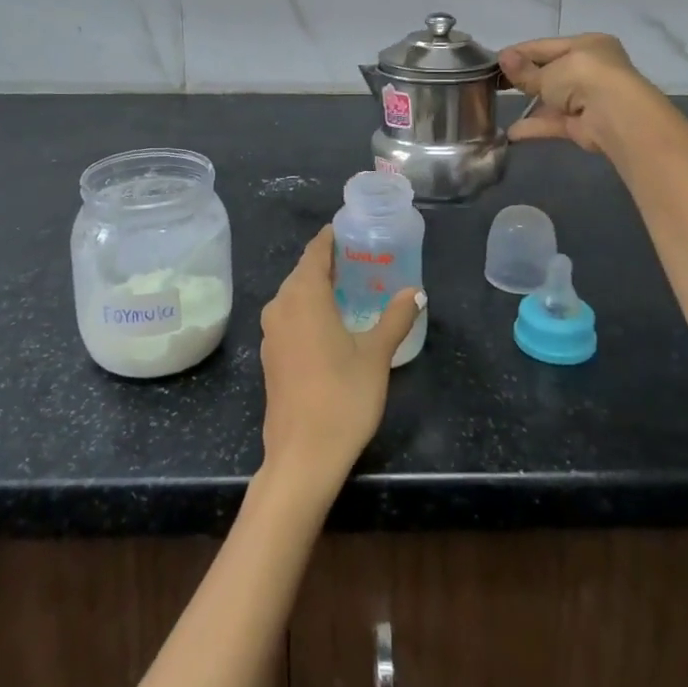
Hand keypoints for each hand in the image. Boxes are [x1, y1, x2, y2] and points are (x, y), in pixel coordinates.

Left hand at [258, 227, 423, 502]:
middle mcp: (280, 306)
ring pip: (295, 295)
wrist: (302, 457)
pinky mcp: (271, 356)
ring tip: (352, 287)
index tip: (352, 229)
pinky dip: (309, 309)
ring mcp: (271, 333)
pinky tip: (332, 322)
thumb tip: (416, 292)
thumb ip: (395, 318)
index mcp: (303, 296)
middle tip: (362, 258)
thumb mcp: (376, 355)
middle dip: (330, 262)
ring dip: (319, 287)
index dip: (332, 238)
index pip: (315, 251)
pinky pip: (290, 317)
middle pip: (304, 271)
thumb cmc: (342, 397)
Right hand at [499, 33, 673, 156]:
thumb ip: (525, 71)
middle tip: (494, 82)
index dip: (520, 53)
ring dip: (528, 103)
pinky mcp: (585, 124)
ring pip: (553, 98)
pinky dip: (536, 126)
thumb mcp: (548, 71)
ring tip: (498, 104)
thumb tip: (503, 58)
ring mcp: (589, 98)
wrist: (616, 115)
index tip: (495, 60)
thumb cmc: (583, 78)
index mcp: (587, 45)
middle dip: (524, 78)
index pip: (547, 46)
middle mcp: (591, 68)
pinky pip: (555, 121)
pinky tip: (512, 132)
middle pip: (551, 72)